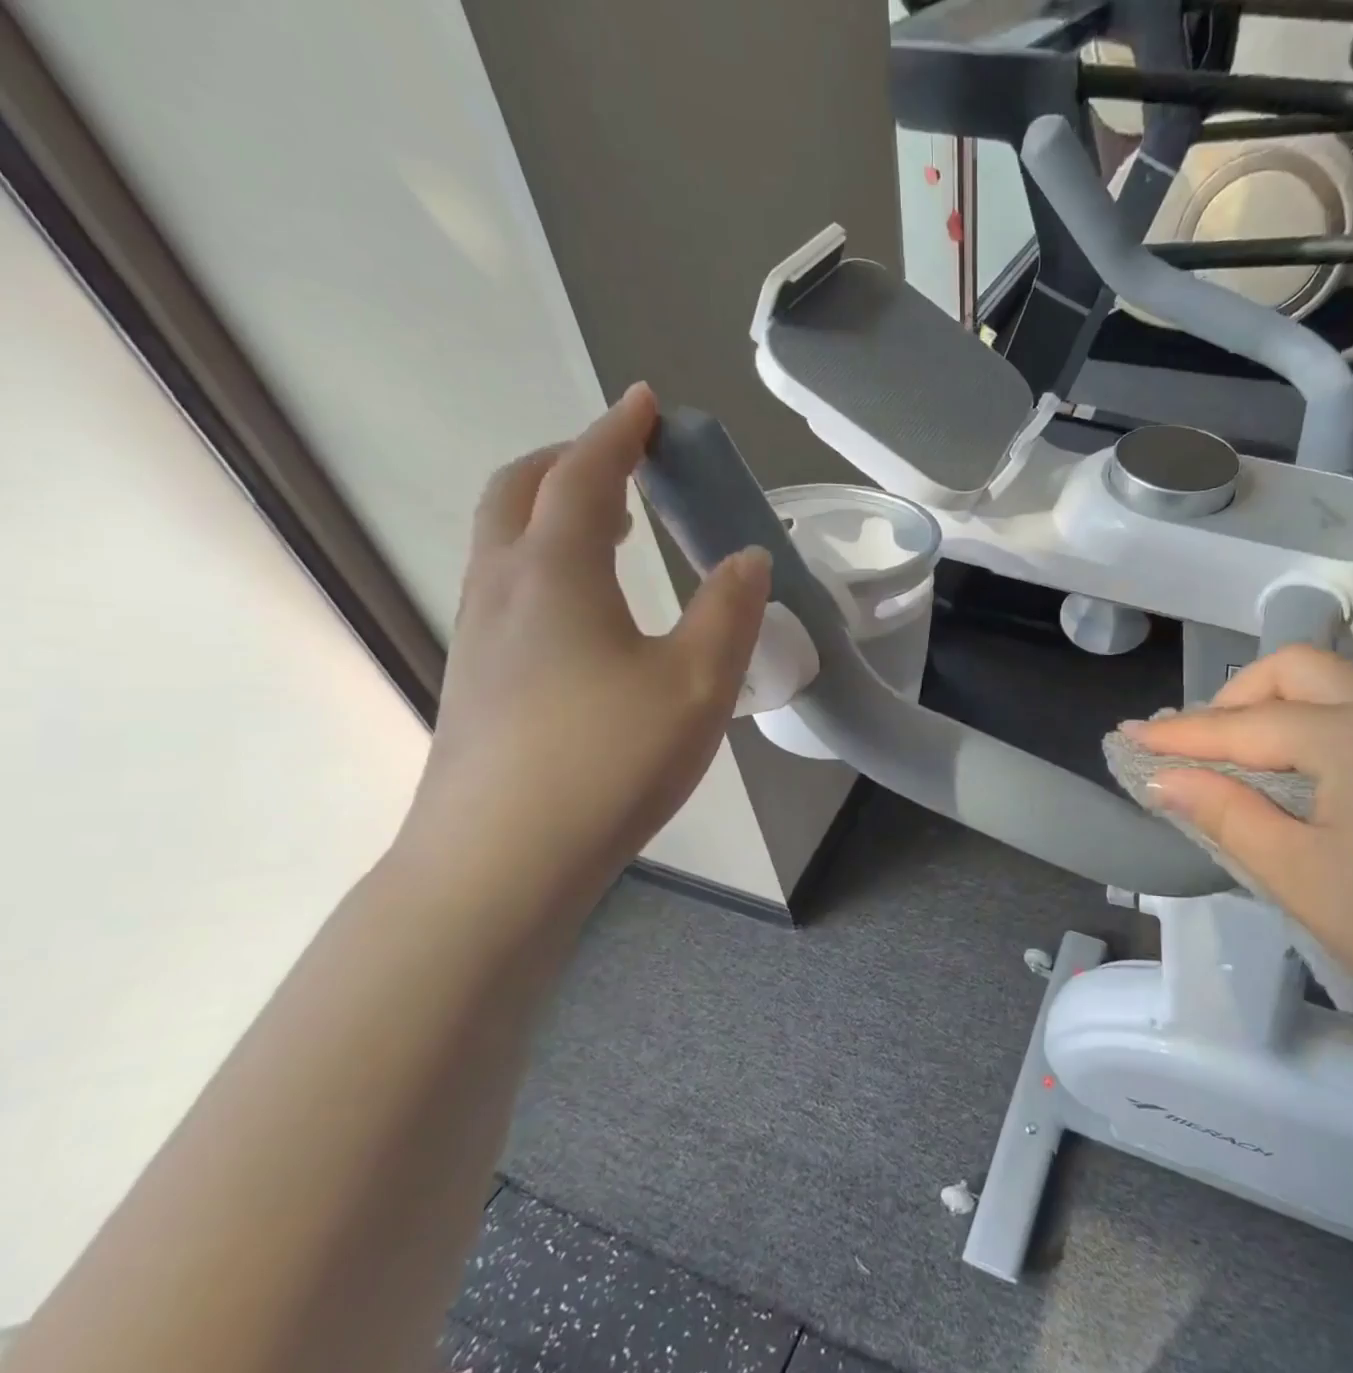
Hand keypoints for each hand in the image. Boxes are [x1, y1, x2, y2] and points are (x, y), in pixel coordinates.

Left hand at [405, 384, 769, 913]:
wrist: (501, 861)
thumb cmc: (609, 760)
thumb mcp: (698, 684)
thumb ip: (730, 612)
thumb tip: (747, 558)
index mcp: (557, 572)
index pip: (585, 475)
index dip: (618, 433)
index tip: (644, 403)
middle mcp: (504, 587)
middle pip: (519, 491)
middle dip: (570, 459)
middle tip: (621, 458)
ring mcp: (478, 636)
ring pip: (503, 540)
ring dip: (549, 509)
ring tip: (606, 525)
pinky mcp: (476, 681)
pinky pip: (504, 587)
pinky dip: (541, 561)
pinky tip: (581, 610)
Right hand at [1126, 647, 1352, 1038]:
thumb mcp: (1296, 873)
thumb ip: (1224, 812)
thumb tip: (1163, 778)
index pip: (1246, 723)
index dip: (1182, 734)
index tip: (1128, 736)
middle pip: (1294, 669)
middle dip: (1234, 698)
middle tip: (1197, 745)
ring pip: (1334, 682)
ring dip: (1275, 705)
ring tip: (1239, 753)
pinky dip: (1317, 720)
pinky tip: (1303, 766)